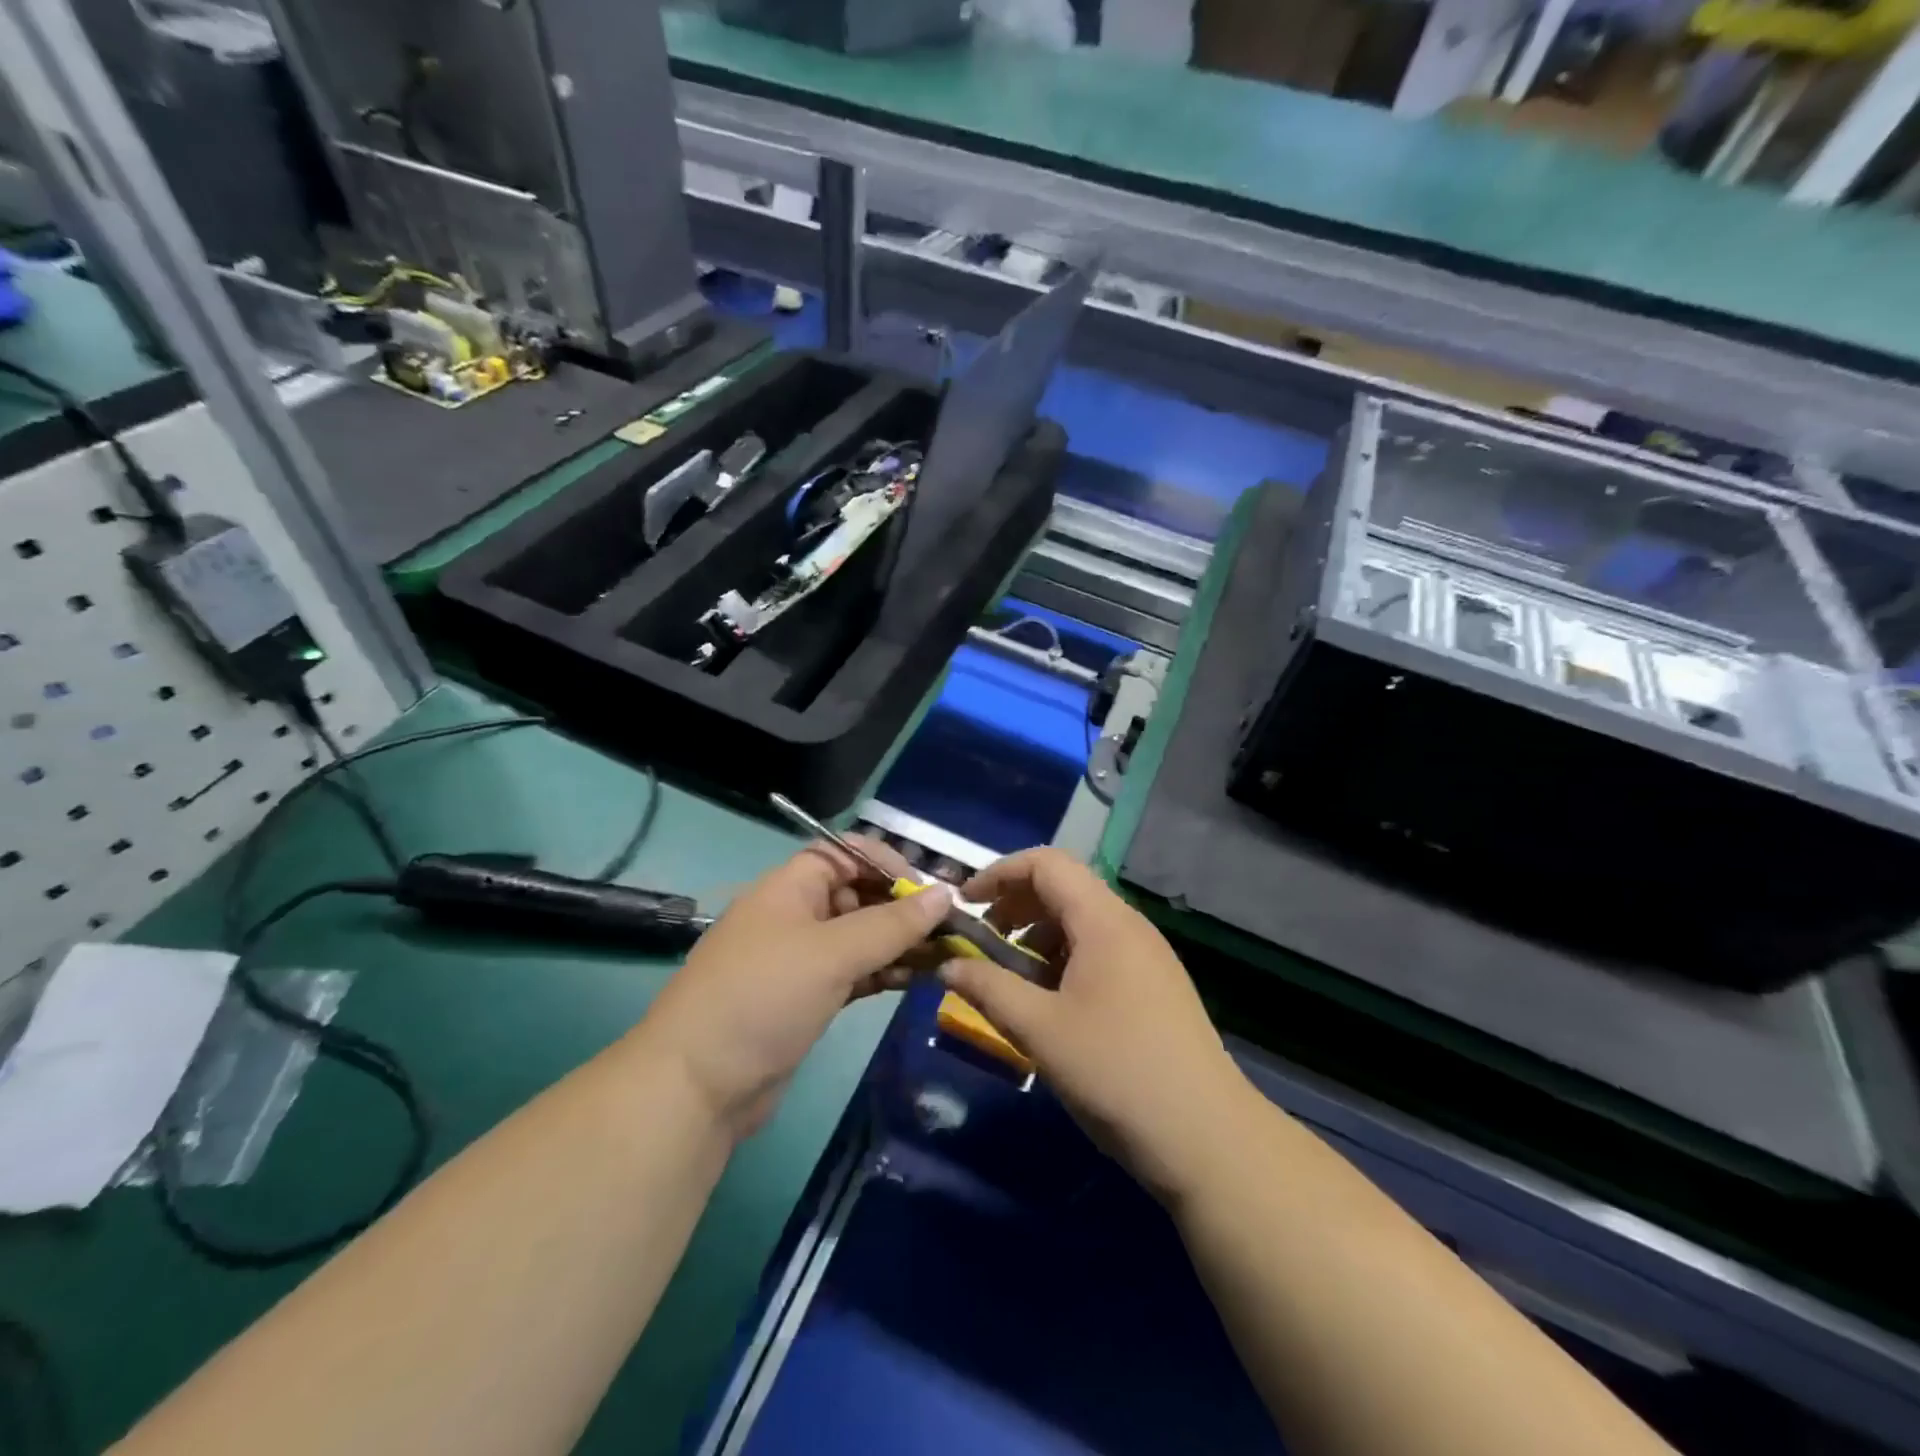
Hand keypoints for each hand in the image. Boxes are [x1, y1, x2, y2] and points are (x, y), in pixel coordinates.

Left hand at [638, 836, 951, 1140]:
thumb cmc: (764, 997)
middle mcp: (796, 914)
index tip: (928, 891)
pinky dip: (884, 972)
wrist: (697, 1086)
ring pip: (860, 936)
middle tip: (948, 930)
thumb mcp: (832, 953)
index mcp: (790, 886)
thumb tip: (946, 893)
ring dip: (899, 943)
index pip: (845, 853)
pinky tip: (917, 980)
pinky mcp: (807, 998)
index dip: (887, 863)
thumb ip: (892, 924)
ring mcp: (800, 959)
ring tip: (944, 957)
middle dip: (901, 907)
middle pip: (857, 894)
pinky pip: (854, 971)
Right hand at [939, 848, 1251, 1205]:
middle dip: (1015, 905)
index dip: (999, 873)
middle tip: (983, 942)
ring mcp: (1148, 955)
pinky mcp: (1155, 986)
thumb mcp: (1039, 1030)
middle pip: (1064, 887)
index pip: (1046, 863)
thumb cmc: (1116, 1072)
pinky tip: (1051, 1003)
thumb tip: (948, 964)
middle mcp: (1129, 925)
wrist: (1208, 1138)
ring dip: (1039, 936)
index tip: (966, 904)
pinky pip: (1100, 950)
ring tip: (1013, 979)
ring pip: (1082, 921)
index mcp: (1104, 920)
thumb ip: (988, 988)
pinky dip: (1064, 959)